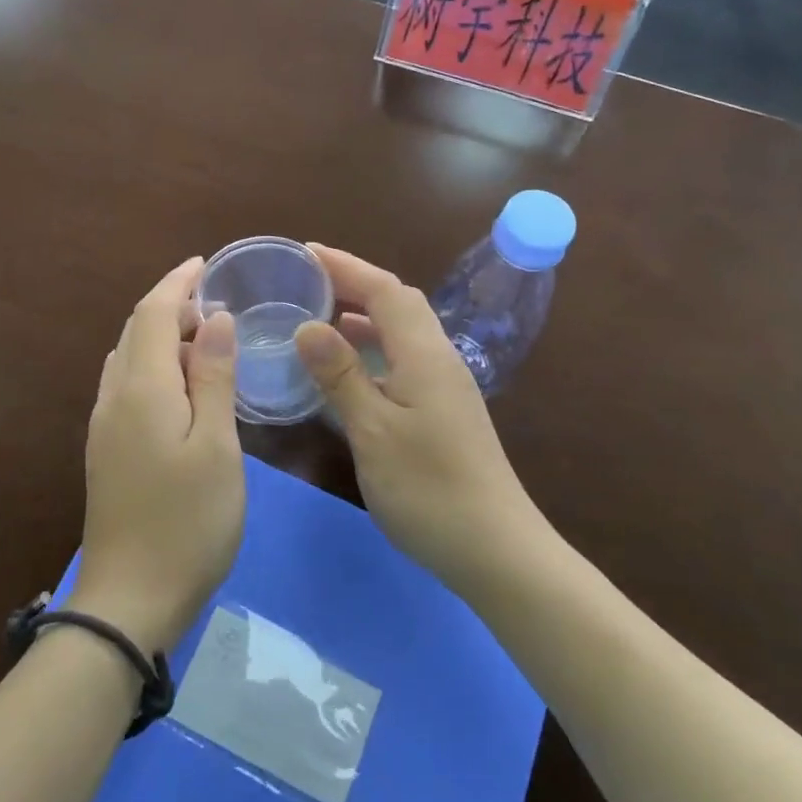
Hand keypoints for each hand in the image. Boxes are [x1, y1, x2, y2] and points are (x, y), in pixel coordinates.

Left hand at [71, 257, 244, 655]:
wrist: (130, 599)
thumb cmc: (187, 521)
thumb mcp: (216, 445)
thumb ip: (213, 377)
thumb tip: (214, 319)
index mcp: (141, 389)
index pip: (152, 313)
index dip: (177, 283)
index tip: (205, 264)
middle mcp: (113, 398)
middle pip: (135, 331)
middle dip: (170, 306)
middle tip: (215, 305)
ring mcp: (104, 426)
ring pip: (128, 359)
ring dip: (161, 337)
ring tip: (204, 340)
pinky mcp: (106, 451)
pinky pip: (127, 386)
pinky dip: (154, 367)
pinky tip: (181, 387)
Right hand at [293, 245, 546, 596]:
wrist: (496, 550)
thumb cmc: (429, 489)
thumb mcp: (374, 431)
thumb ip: (341, 375)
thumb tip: (308, 326)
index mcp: (424, 354)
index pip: (386, 290)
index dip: (346, 266)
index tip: (306, 252)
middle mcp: (439, 359)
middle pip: (398, 303)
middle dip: (355, 284)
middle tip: (308, 282)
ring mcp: (445, 386)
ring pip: (402, 332)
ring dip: (364, 316)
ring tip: (320, 318)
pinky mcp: (444, 411)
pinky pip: (404, 360)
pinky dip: (373, 350)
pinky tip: (350, 371)